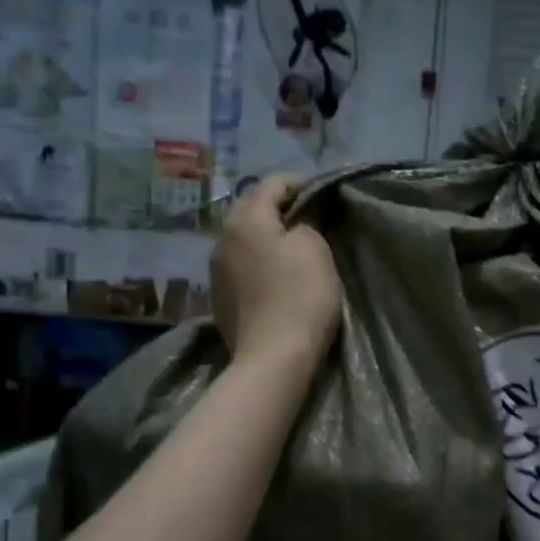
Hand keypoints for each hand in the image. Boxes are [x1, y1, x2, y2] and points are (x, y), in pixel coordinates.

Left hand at [210, 175, 341, 365]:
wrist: (273, 358)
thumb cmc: (300, 296)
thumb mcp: (315, 249)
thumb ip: (307, 222)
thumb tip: (298, 221)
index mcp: (245, 219)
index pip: (272, 182)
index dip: (300, 183)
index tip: (324, 195)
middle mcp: (222, 237)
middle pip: (251, 208)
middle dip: (280, 208)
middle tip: (311, 219)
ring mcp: (216, 269)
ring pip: (244, 237)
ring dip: (267, 236)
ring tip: (294, 247)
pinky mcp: (220, 296)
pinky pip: (241, 264)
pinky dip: (259, 260)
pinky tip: (276, 276)